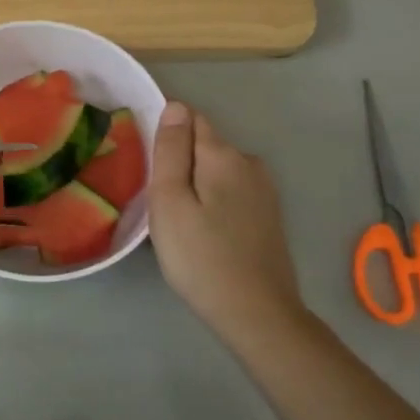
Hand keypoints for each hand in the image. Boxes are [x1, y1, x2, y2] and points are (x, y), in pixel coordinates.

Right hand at [148, 101, 307, 342]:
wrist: (256, 314)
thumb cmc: (201, 257)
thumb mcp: (170, 202)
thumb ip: (171, 151)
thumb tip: (176, 106)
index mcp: (224, 155)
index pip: (191, 119)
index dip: (167, 138)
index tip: (150, 171)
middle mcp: (250, 163)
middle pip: (205, 146)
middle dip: (181, 164)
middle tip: (159, 204)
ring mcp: (265, 190)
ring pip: (218, 171)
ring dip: (197, 185)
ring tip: (180, 222)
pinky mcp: (268, 215)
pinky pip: (231, 192)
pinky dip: (214, 202)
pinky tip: (205, 233)